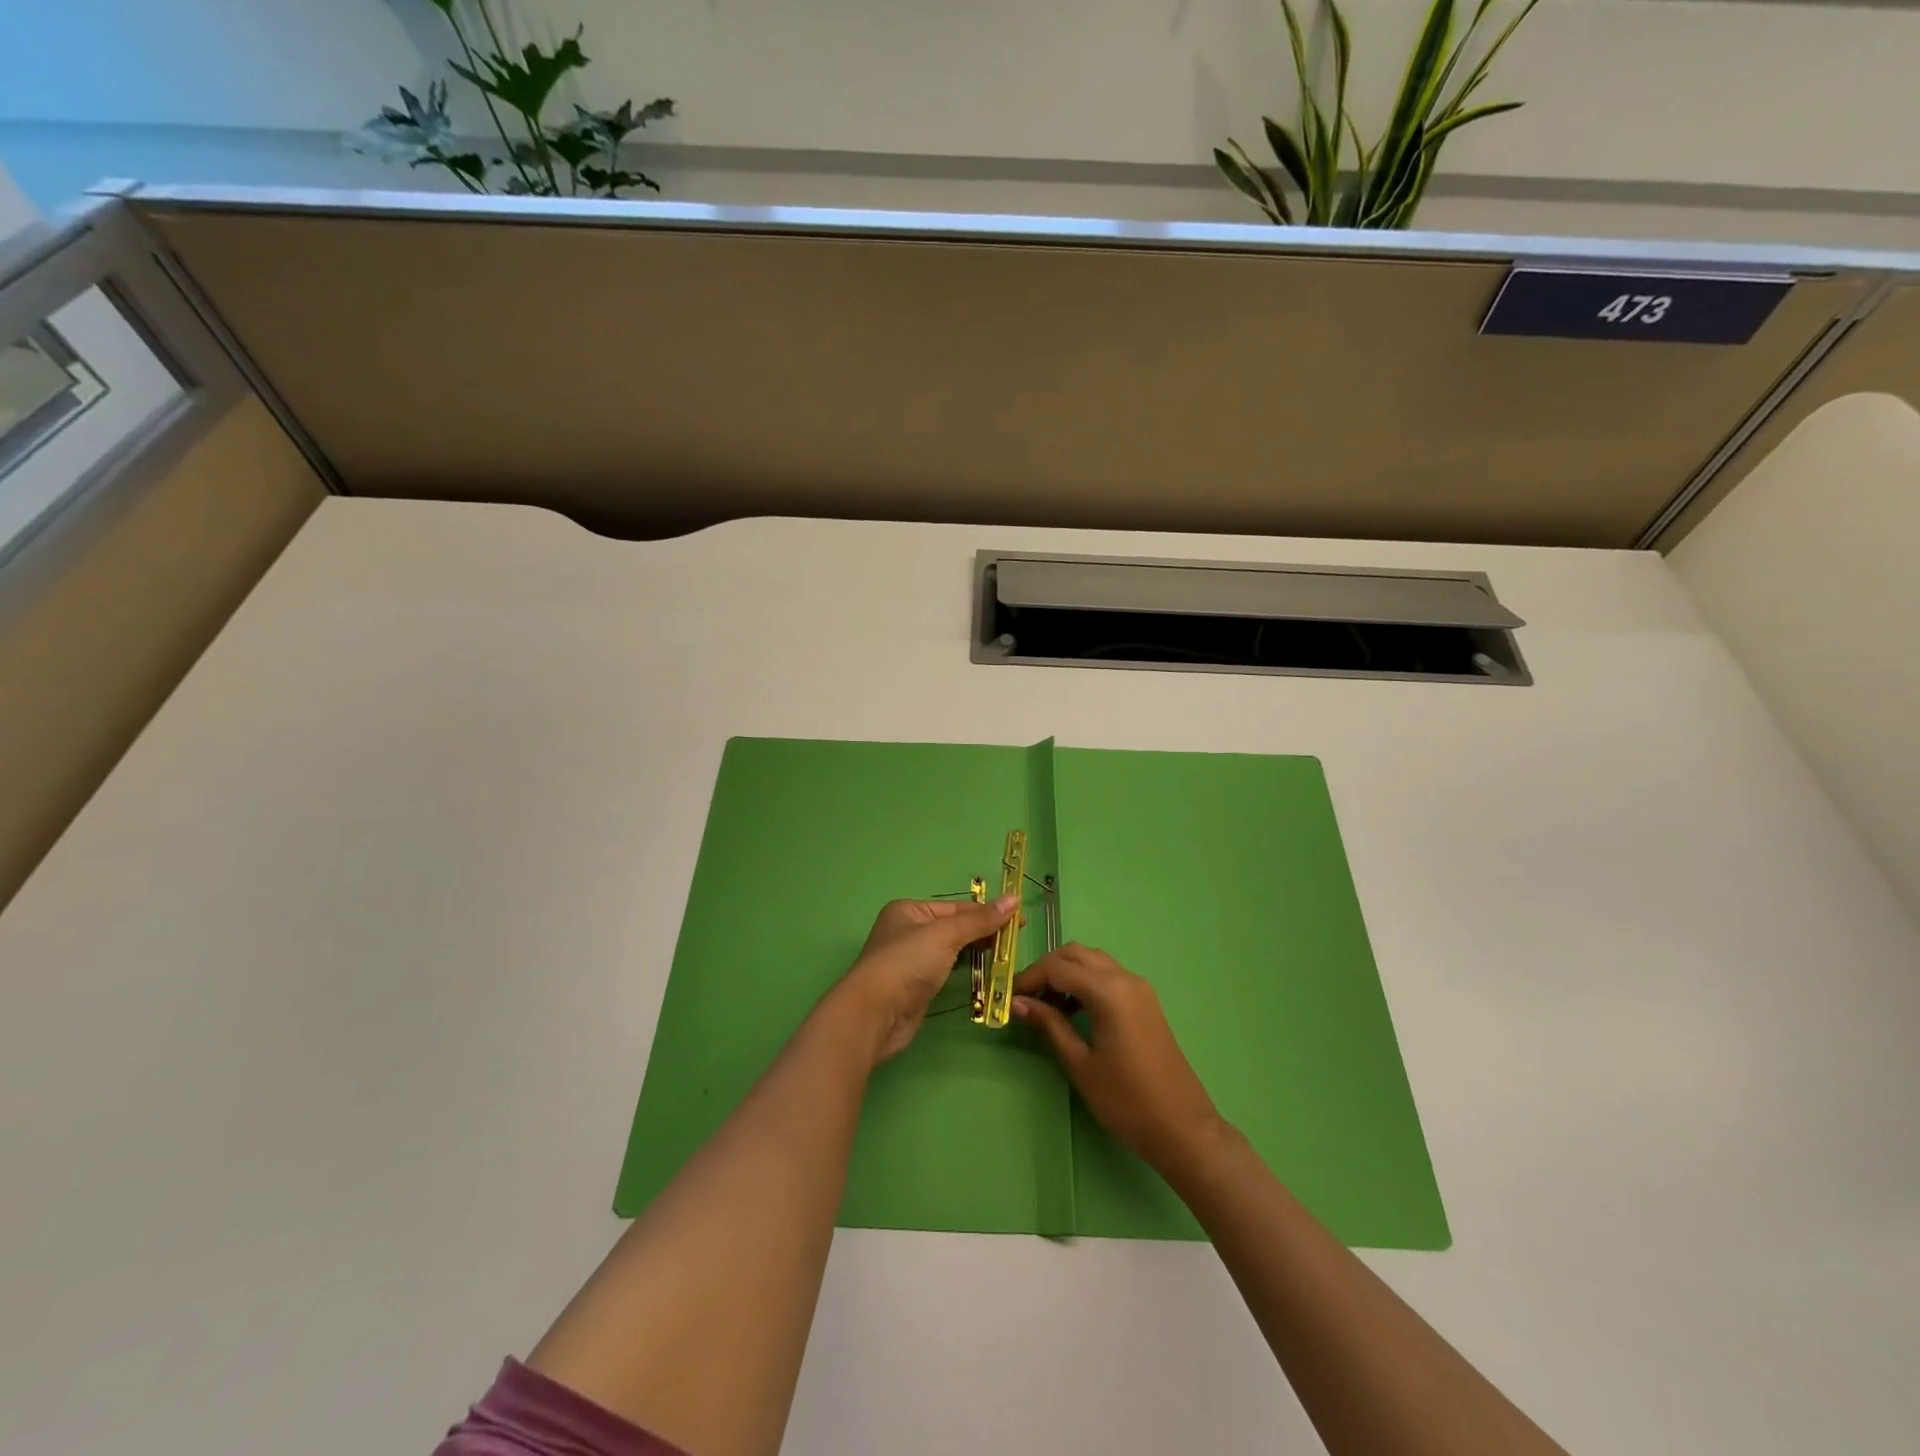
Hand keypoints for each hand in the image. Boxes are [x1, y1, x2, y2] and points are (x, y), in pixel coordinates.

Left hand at [832, 895, 1017, 1063]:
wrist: (875, 1013)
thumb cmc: (907, 963)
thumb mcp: (946, 934)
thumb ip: (980, 920)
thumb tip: (1014, 899)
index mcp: (910, 910)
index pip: (958, 907)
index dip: (989, 912)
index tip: (1021, 921)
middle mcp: (909, 931)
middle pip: (956, 927)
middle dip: (985, 932)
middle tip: (1016, 941)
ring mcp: (912, 960)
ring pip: (953, 950)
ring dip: (977, 952)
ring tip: (1007, 957)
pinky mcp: (917, 987)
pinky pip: (948, 971)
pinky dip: (966, 971)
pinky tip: (985, 974)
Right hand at [1012, 944, 1227, 1176]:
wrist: (1183, 1128)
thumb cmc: (1126, 1100)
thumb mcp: (1080, 1064)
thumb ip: (1049, 1025)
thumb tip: (1018, 1002)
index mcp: (1109, 990)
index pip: (1058, 967)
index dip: (1029, 978)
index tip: (1009, 998)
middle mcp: (1125, 978)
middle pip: (1076, 954)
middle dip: (1047, 970)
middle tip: (1026, 999)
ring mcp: (1139, 988)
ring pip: (1093, 961)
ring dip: (1066, 973)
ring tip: (1046, 1007)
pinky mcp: (1145, 1001)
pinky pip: (1108, 975)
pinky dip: (1085, 982)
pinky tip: (1073, 1012)